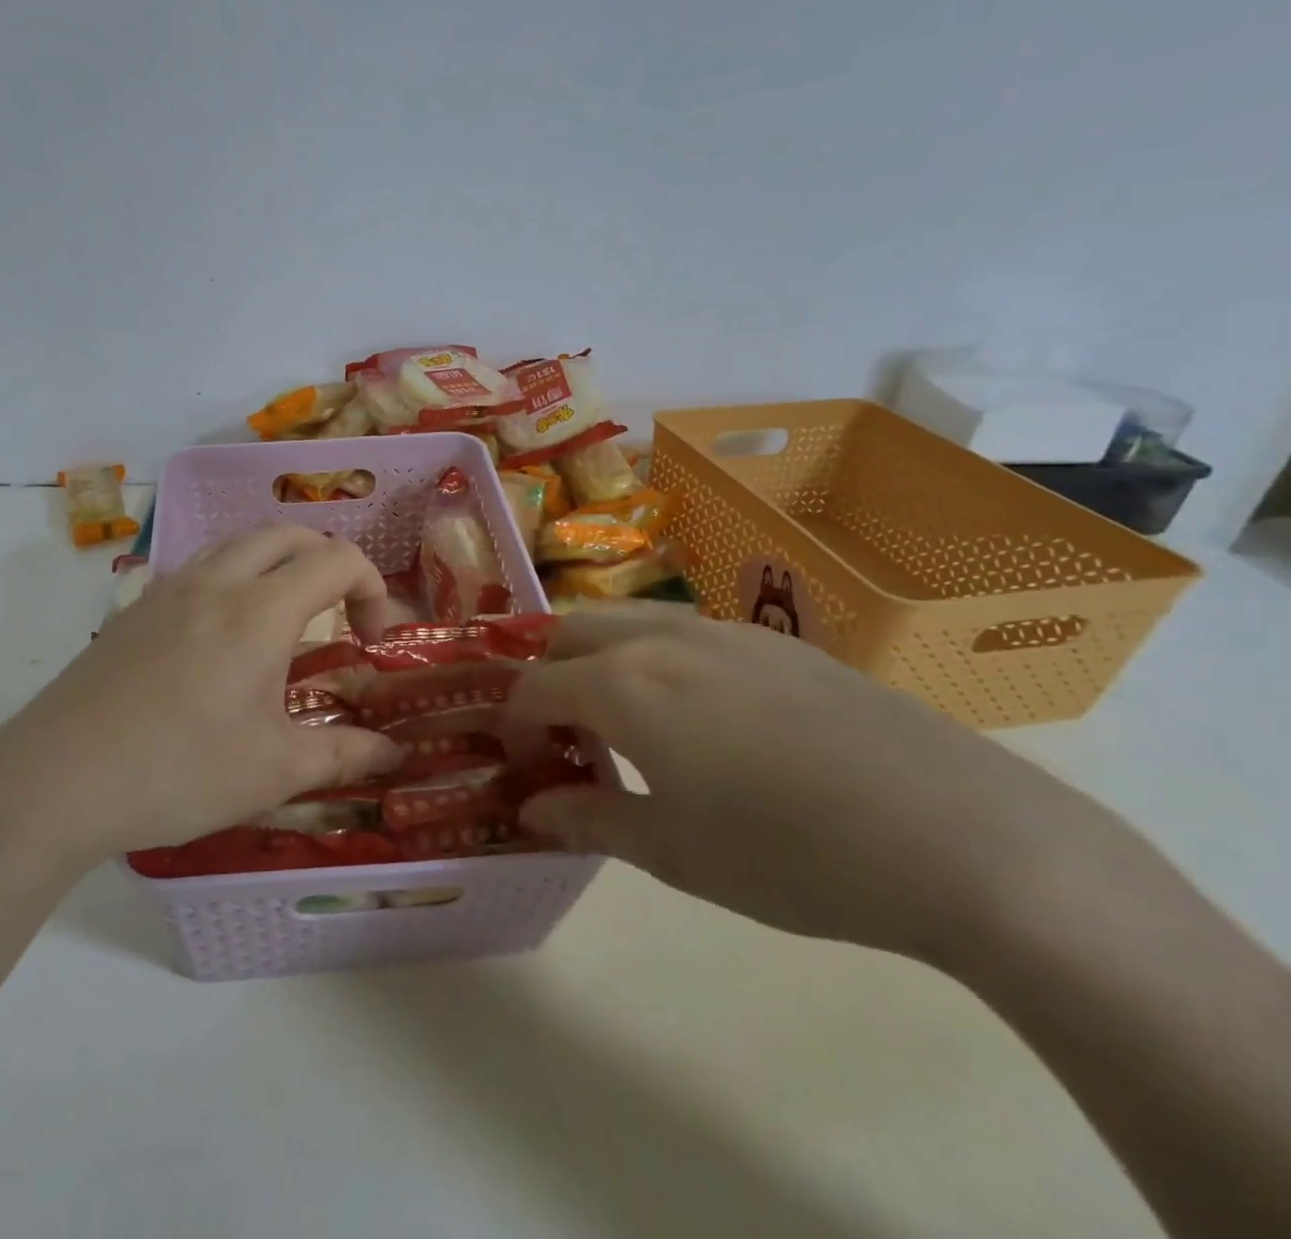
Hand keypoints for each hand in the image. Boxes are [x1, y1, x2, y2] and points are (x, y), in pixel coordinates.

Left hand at [0, 526, 402, 868]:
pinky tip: (224, 634)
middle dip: (329, 563)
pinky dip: (234, 576)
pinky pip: (200, 566)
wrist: (56, 780)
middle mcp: (217, 581)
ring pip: (239, 542)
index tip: (373, 641)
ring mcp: (169, 588)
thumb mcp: (274, 771)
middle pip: (289, 535)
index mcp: (260, 610)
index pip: (337, 559)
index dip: (373, 588)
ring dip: (279, 562)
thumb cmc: (178, 772)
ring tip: (286, 616)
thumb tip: (395, 754)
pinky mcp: (136, 607)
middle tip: (338, 617)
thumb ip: (344, 754)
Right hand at [507, 609, 1095, 962]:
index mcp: (624, 683)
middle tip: (565, 740)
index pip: (532, 687)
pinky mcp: (778, 643)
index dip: (514, 727)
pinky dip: (654, 661)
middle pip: (567, 634)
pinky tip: (701, 721)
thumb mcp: (674, 853)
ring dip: (599, 662)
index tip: (525, 770)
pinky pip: (683, 633)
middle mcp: (662, 638)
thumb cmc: (792, 854)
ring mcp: (724, 632)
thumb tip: (532, 808)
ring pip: (626, 623)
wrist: (964, 838)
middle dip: (546, 679)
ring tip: (625, 726)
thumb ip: (588, 820)